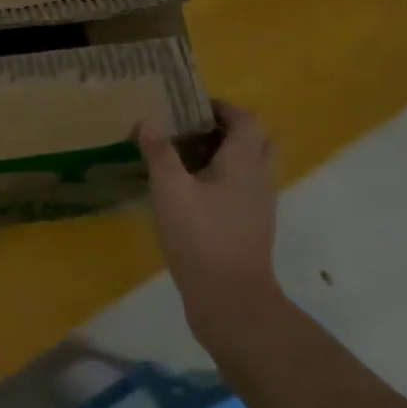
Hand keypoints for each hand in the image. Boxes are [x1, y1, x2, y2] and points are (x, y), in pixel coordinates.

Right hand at [136, 103, 281, 352]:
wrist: (230, 300)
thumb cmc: (201, 237)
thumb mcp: (170, 190)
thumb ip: (159, 153)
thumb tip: (147, 120)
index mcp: (244, 164)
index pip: (247, 120)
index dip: (223, 107)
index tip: (191, 106)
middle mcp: (259, 180)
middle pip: (255, 141)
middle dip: (226, 129)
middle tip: (191, 130)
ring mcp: (258, 207)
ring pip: (249, 168)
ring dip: (223, 155)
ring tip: (184, 158)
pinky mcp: (250, 228)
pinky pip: (241, 191)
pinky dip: (221, 181)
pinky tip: (189, 193)